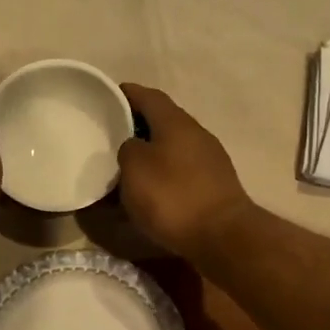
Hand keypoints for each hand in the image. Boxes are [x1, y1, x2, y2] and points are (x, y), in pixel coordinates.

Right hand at [117, 84, 254, 259]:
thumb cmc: (172, 196)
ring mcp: (210, 160)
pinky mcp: (214, 186)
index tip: (107, 96)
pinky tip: (149, 191)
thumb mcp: (135, 168)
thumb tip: (134, 147)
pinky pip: (180, 171)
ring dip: (150, 154)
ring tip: (125, 167)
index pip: (148, 96)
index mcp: (176, 122)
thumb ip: (128, 149)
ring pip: (172, 148)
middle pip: (162, 121)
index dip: (126, 94)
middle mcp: (197, 134)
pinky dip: (162, 175)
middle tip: (110, 136)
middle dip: (137, 126)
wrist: (222, 236)